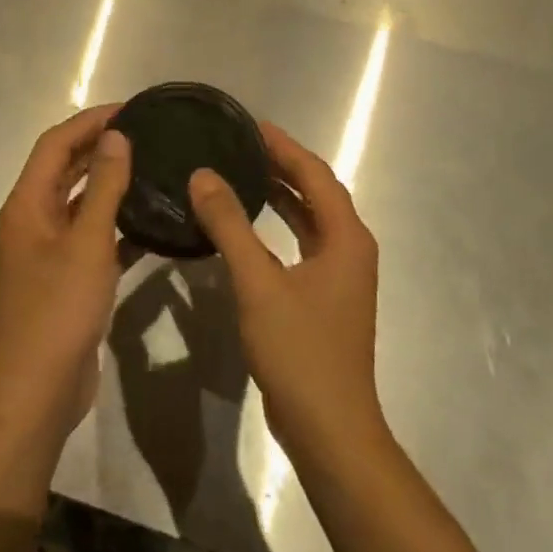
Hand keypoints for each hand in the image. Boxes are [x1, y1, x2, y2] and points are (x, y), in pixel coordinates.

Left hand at [0, 105, 131, 445]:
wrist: (36, 392)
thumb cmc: (57, 310)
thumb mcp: (86, 243)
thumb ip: (102, 187)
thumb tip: (115, 136)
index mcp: (26, 205)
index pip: (55, 144)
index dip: (89, 122)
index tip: (131, 109)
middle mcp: (32, 221)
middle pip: (64, 170)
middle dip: (99, 148)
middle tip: (147, 134)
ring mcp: (48, 253)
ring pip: (80, 205)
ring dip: (110, 186)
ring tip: (153, 169)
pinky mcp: (66, 280)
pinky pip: (93, 240)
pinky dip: (118, 228)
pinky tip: (153, 226)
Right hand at [188, 123, 385, 456]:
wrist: (329, 427)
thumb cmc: (299, 350)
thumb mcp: (258, 283)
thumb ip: (230, 226)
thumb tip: (202, 174)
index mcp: (346, 238)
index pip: (315, 174)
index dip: (284, 146)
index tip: (249, 124)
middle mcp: (350, 249)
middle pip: (317, 192)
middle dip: (282, 165)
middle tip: (240, 143)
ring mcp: (340, 275)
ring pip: (310, 219)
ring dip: (281, 194)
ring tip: (241, 171)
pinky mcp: (325, 296)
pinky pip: (302, 243)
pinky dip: (278, 225)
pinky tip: (248, 225)